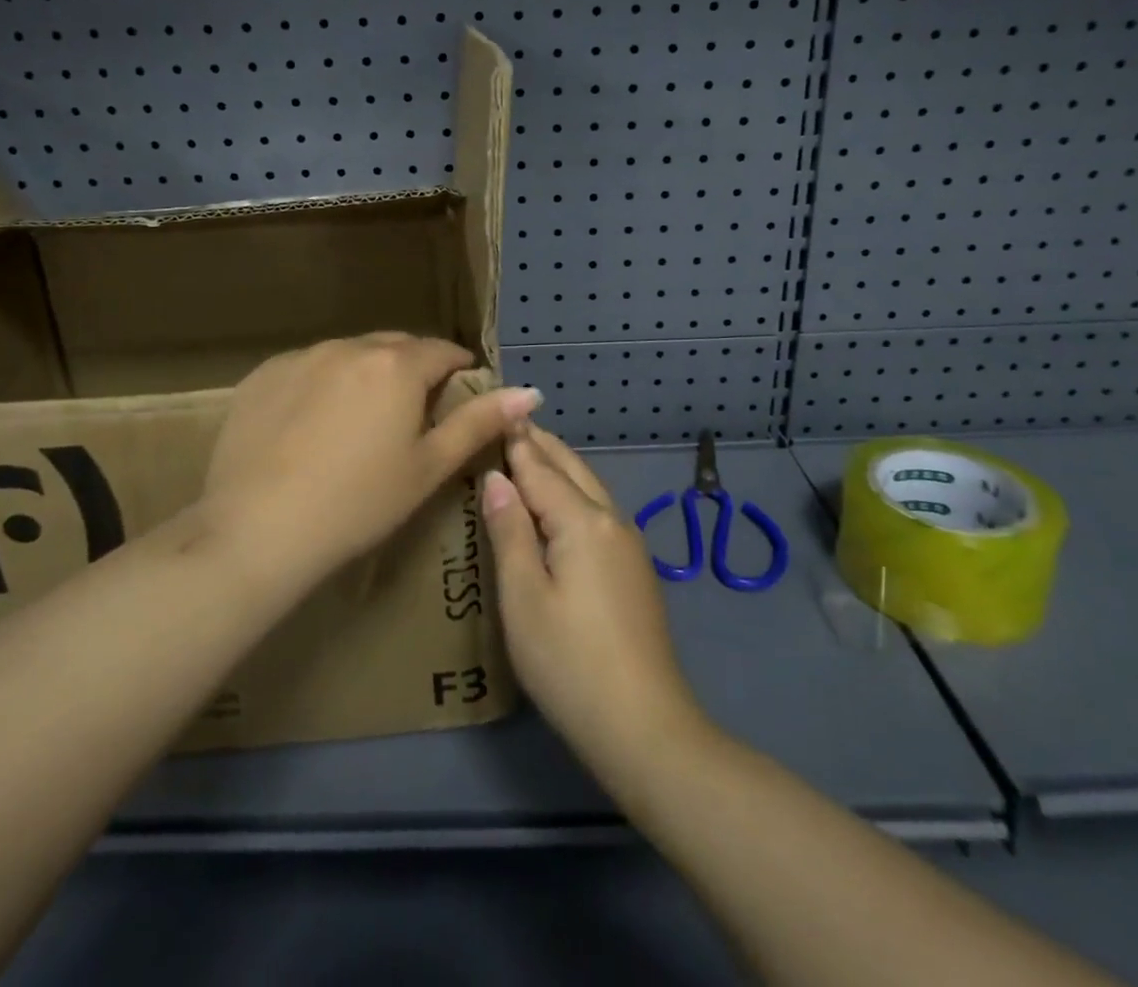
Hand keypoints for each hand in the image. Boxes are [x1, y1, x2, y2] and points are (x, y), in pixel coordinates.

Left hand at [199, 333, 541, 582]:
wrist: (256, 529)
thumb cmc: (358, 504)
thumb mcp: (428, 467)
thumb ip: (479, 423)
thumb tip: (530, 392)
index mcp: (396, 365)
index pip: (442, 351)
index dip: (458, 370)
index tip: (459, 395)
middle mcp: (348, 347)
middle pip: (395, 347)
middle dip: (413, 369)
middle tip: (413, 413)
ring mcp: (300, 357)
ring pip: (349, 354)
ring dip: (366, 374)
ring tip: (361, 421)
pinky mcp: (262, 375)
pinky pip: (307, 367)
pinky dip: (322, 384)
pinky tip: (311, 426)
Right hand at [482, 424, 704, 770]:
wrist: (645, 727)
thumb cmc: (570, 663)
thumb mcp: (523, 598)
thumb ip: (509, 531)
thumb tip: (496, 477)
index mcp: (582, 521)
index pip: (539, 467)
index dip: (514, 440)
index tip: (493, 410)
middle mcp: (611, 520)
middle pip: (571, 468)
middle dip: (539, 444)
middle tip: (506, 422)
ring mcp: (629, 544)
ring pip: (589, 487)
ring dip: (558, 466)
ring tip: (527, 453)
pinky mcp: (634, 568)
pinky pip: (598, 511)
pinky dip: (572, 492)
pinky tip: (558, 504)